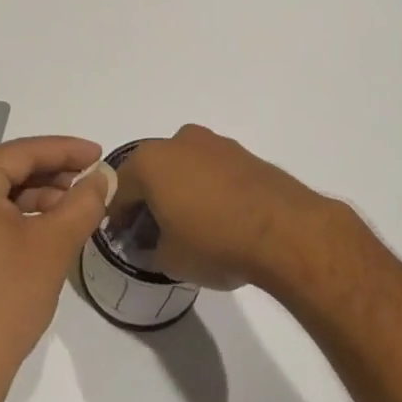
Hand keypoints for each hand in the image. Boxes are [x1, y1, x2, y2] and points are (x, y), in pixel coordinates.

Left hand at [0, 136, 109, 392]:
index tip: (99, 154)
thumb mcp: (55, 243)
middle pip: (6, 171)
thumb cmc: (6, 299)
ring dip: (34, 198)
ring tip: (74, 207)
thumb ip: (84, 201)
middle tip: (90, 182)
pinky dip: (12, 217)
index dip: (66, 151)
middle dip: (51, 176)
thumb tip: (103, 176)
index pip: (22, 153)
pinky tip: (44, 226)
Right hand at [110, 125, 351, 291]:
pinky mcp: (243, 153)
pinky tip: (218, 216)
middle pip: (152, 171)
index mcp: (150, 161)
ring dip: (179, 189)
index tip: (124, 238)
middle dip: (149, 198)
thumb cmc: (214, 241)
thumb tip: (154, 244)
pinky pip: (212, 169)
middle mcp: (179, 141)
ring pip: (183, 166)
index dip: (118, 216)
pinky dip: (207, 188)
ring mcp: (214, 143)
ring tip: (190, 224)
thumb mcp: (169, 259)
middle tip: (154, 231)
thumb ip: (151, 249)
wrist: (284, 230)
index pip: (120, 189)